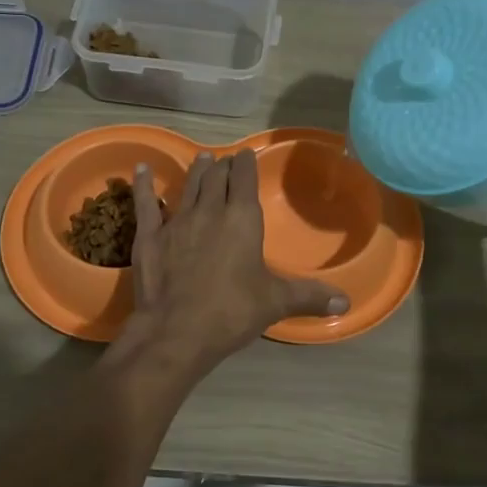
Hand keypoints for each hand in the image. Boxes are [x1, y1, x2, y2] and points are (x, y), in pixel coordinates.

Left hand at [118, 149, 348, 374]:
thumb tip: (345, 303)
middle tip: (225, 160)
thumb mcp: (276, 302)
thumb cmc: (232, 311)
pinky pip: (146, 203)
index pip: (245, 180)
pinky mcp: (150, 236)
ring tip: (202, 159)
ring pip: (188, 186)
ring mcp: (177, 221)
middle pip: (216, 178)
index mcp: (243, 219)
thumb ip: (309, 297)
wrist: (177, 331)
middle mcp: (210, 211)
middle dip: (222, 166)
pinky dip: (143, 185)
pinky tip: (141, 169)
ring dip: (196, 171)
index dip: (246, 165)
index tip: (246, 155)